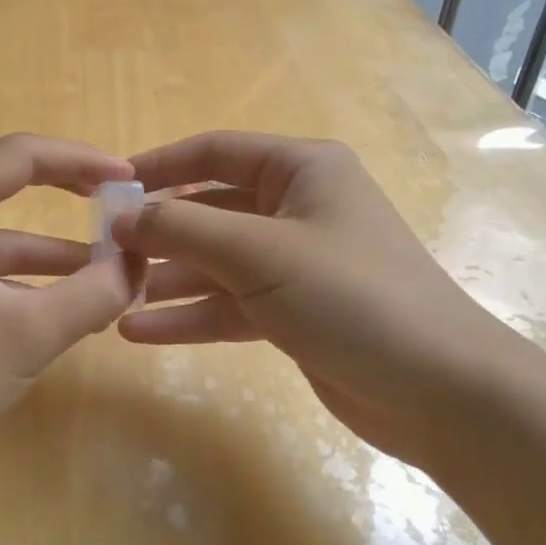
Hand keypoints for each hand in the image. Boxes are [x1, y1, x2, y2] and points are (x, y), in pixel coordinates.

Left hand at [0, 134, 141, 466]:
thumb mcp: (27, 335)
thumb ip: (93, 293)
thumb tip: (138, 265)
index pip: (18, 155)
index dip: (80, 160)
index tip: (129, 176)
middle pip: (3, 182)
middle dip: (65, 193)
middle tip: (119, 202)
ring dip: (48, 248)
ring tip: (109, 263)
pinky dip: (18, 274)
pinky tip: (62, 296)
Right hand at [113, 131, 531, 462]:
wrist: (442, 392)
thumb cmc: (352, 296)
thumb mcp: (259, 253)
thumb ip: (183, 229)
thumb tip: (122, 217)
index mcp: (301, 170)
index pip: (214, 152)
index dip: (159, 166)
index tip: (107, 187)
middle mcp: (297, 208)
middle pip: (210, 210)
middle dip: (159, 233)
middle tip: (104, 254)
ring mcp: (295, 263)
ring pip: (216, 263)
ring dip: (167, 280)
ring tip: (113, 297)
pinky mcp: (294, 313)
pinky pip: (230, 304)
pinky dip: (189, 316)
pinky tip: (140, 332)